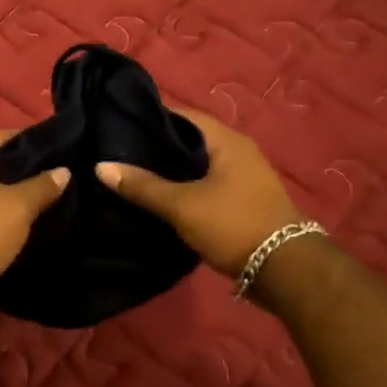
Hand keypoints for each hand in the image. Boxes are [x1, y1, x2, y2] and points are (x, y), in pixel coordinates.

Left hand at [0, 132, 68, 312]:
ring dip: (12, 197)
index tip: (61, 149)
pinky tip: (21, 226)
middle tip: (58, 178)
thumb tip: (63, 170)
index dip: (34, 140)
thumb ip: (42, 186)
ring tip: (45, 203)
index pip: (6, 136)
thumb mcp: (19, 207)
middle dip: (25, 171)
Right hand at [97, 109, 302, 277]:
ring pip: (199, 166)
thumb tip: (101, 166)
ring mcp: (245, 178)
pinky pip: (208, 185)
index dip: (152, 118)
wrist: (286, 271)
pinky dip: (186, 189)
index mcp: (227, 141)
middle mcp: (239, 152)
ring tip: (135, 176)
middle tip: (121, 152)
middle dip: (158, 147)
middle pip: (190, 141)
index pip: (183, 115)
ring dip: (172, 171)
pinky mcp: (244, 202)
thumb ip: (142, 186)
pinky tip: (162, 200)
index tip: (120, 125)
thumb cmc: (233, 225)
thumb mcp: (182, 205)